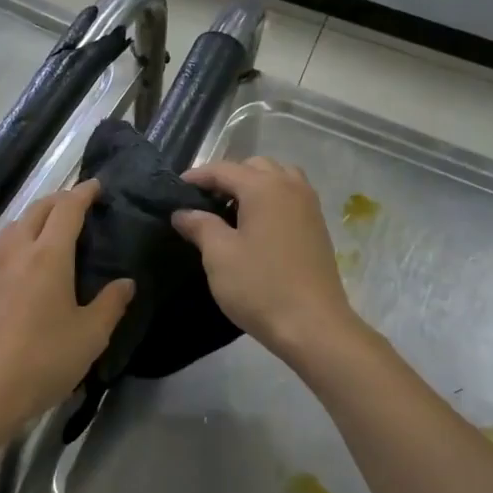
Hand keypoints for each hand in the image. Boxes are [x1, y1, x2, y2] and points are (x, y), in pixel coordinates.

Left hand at [0, 180, 133, 445]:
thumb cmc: (42, 361)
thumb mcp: (90, 337)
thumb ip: (111, 304)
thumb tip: (125, 282)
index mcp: (49, 256)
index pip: (67, 209)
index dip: (83, 193)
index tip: (96, 186)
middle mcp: (15, 252)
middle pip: (36, 210)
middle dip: (58, 200)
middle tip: (76, 204)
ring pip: (12, 228)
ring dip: (32, 219)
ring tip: (47, 230)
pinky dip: (13, 244)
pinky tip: (17, 266)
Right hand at [172, 157, 359, 360]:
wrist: (313, 325)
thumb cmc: (260, 287)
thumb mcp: (219, 256)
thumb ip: (200, 226)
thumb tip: (183, 212)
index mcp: (264, 187)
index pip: (224, 169)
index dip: (197, 177)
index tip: (175, 190)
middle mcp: (290, 187)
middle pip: (254, 167)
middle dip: (227, 177)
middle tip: (203, 201)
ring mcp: (309, 206)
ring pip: (278, 178)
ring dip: (253, 185)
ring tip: (232, 210)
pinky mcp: (317, 226)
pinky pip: (290, 197)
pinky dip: (271, 199)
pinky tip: (256, 226)